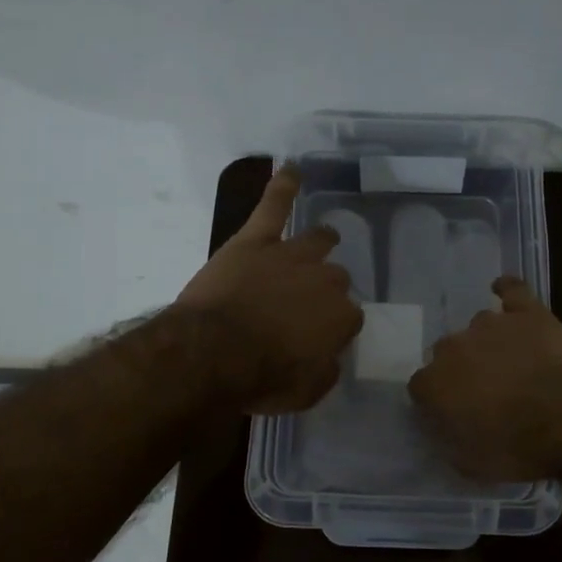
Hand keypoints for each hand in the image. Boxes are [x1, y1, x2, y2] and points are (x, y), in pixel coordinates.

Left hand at [176, 165, 363, 412]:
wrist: (212, 353)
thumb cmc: (260, 378)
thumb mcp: (305, 392)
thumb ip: (326, 370)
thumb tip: (331, 356)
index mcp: (341, 317)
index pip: (349, 318)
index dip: (333, 328)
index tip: (317, 339)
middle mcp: (325, 280)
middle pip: (335, 278)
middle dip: (324, 290)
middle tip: (302, 306)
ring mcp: (291, 255)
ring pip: (316, 241)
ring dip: (320, 242)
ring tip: (323, 239)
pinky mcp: (256, 240)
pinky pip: (274, 205)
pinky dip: (283, 186)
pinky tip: (292, 169)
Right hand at [409, 278, 561, 480]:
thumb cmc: (520, 447)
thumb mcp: (472, 463)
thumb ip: (449, 440)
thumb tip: (444, 428)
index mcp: (435, 383)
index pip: (420, 387)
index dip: (436, 401)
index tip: (453, 415)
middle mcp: (454, 346)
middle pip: (446, 353)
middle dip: (461, 370)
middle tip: (485, 392)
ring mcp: (491, 324)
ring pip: (478, 327)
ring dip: (487, 343)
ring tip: (510, 363)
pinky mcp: (527, 311)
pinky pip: (511, 290)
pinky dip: (506, 290)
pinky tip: (505, 292)